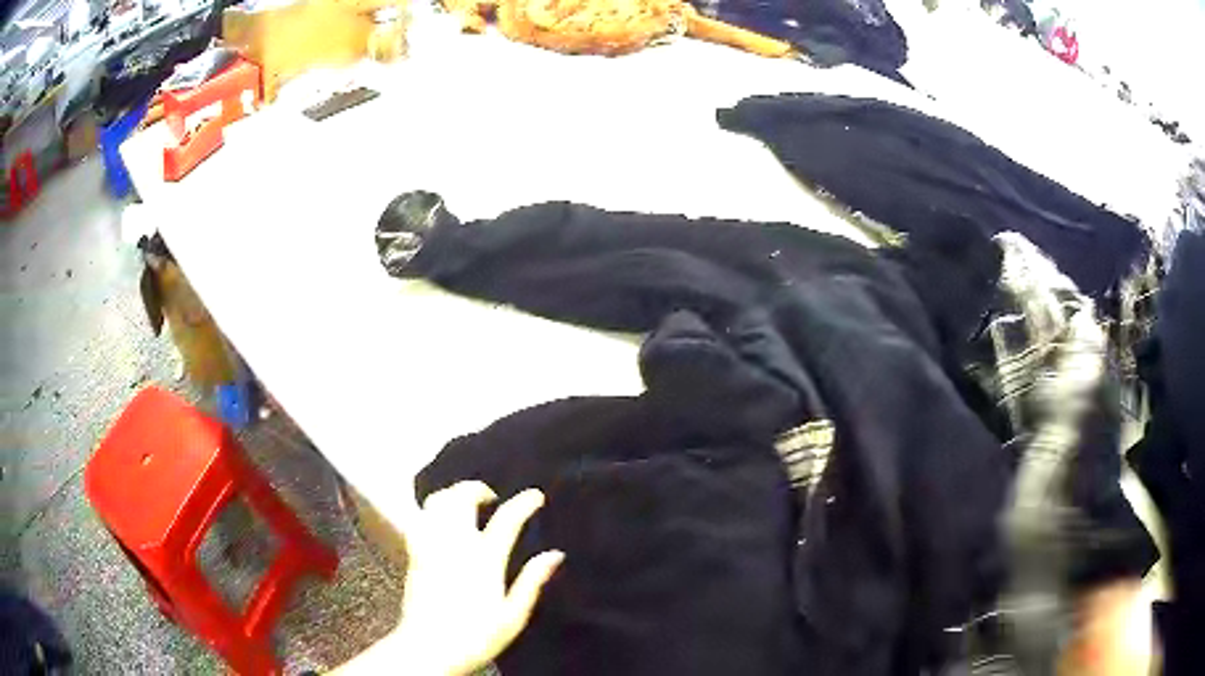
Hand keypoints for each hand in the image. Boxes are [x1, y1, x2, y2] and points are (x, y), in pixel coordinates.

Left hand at [394, 482, 563, 674]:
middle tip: (492, 498)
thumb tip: (555, 555)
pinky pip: (420, 518)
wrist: (428, 647)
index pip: (506, 520)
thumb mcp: (513, 616)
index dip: (523, 503)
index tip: (535, 496)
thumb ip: (532, 581)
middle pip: (462, 498)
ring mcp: (431, 546)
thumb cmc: (476, 636)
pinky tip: (439, 519)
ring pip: (436, 502)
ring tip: (464, 503)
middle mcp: (455, 545)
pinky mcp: (414, 553)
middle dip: (477, 488)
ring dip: (452, 494)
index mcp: (485, 560)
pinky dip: (431, 510)